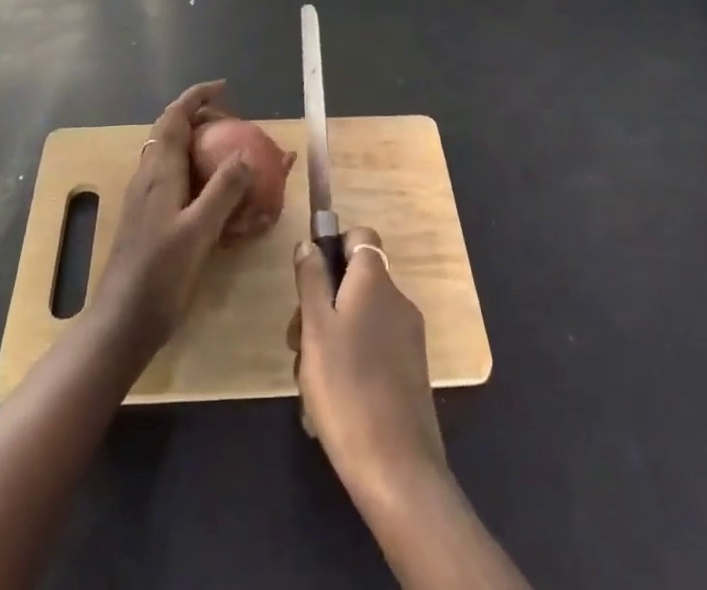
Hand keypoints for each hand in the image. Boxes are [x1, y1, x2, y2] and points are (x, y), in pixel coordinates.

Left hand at [92, 80, 251, 360]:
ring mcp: (144, 198)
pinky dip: (194, 170)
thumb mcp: (199, 231)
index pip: (174, 117)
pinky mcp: (146, 218)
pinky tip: (214, 196)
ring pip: (171, 154)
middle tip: (235, 125)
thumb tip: (246, 154)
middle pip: (171, 131)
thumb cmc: (159, 275)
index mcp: (158, 171)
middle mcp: (148, 176)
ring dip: (197, 143)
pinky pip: (172, 178)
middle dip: (201, 118)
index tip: (223, 87)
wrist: (120, 323)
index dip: (196, 96)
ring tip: (229, 153)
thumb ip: (223, 190)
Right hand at [290, 226, 447, 503]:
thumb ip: (311, 280)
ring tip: (307, 381)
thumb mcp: (315, 329)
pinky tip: (328, 401)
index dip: (334, 247)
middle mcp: (397, 300)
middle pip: (354, 281)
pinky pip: (372, 348)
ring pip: (358, 318)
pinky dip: (349, 362)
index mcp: (375, 281)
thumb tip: (309, 243)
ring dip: (330, 338)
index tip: (309, 281)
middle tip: (296, 342)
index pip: (360, 237)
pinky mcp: (410, 371)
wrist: (397, 469)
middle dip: (321, 304)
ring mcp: (407, 337)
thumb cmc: (347, 387)